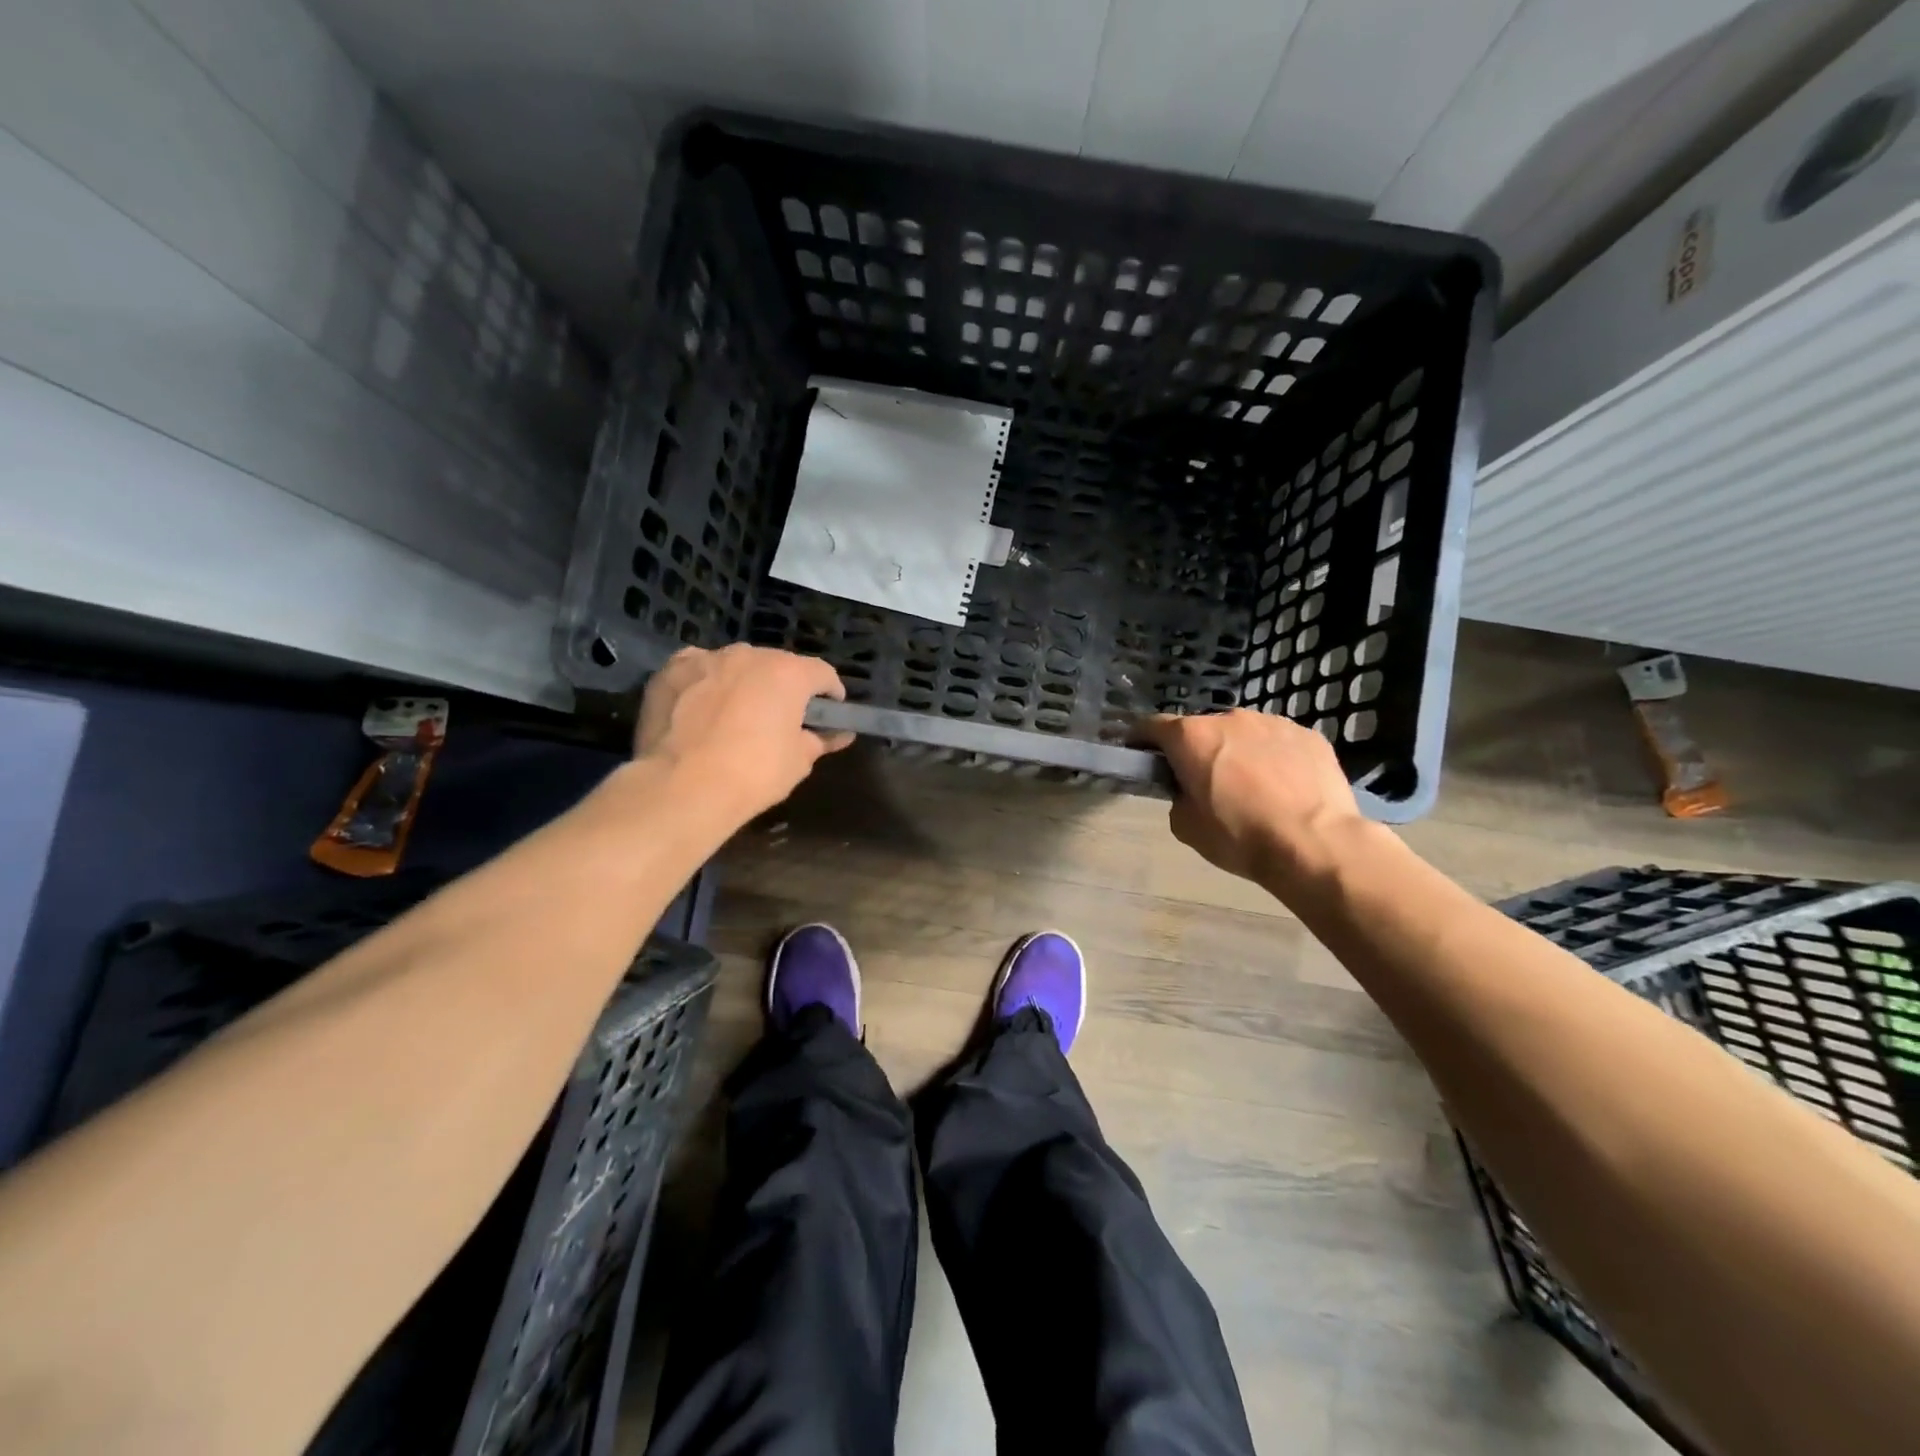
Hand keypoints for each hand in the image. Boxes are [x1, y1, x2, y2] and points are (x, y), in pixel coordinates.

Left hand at [635, 645, 852, 817]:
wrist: (681, 787)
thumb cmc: (753, 774)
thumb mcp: (799, 762)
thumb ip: (820, 740)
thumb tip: (838, 735)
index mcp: (789, 673)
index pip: (822, 673)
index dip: (830, 694)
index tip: (830, 713)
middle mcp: (749, 655)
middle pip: (777, 665)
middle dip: (784, 687)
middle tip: (781, 717)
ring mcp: (707, 658)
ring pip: (735, 665)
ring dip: (743, 683)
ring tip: (737, 713)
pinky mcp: (671, 671)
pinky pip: (698, 670)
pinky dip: (705, 683)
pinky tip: (700, 707)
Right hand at [1138, 710, 1365, 886]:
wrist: (1315, 844)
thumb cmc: (1240, 837)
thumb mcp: (1187, 827)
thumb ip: (1178, 798)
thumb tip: (1189, 790)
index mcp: (1191, 738)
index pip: (1152, 726)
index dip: (1141, 740)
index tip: (1141, 756)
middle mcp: (1229, 718)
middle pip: (1201, 730)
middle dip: (1197, 751)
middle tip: (1206, 784)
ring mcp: (1272, 722)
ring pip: (1243, 734)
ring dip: (1238, 752)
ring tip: (1253, 788)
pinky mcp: (1308, 734)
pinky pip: (1279, 743)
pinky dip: (1274, 758)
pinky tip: (1285, 788)